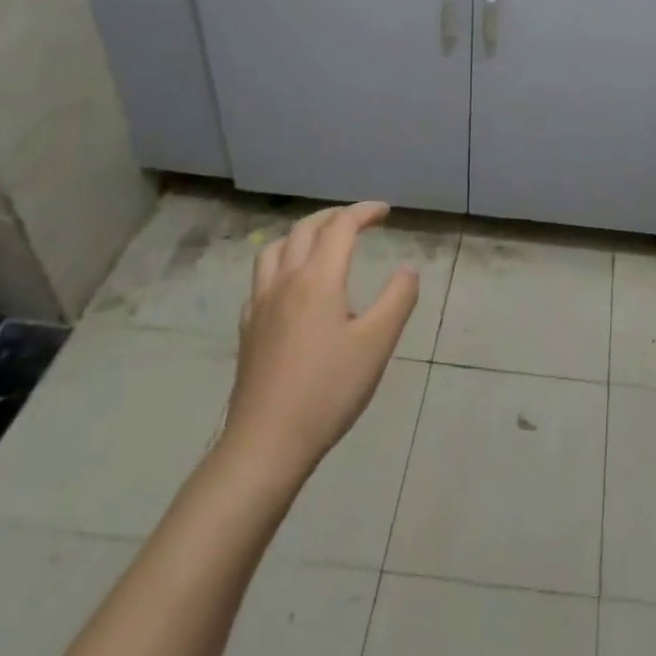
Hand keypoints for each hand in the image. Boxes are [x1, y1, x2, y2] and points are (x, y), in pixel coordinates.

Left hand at [217, 201, 418, 487]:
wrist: (265, 444)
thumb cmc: (328, 391)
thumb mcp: (377, 343)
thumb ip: (398, 298)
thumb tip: (408, 269)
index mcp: (317, 279)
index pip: (341, 227)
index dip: (364, 212)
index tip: (386, 212)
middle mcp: (285, 281)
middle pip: (304, 229)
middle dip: (333, 216)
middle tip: (358, 220)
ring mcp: (260, 305)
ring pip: (275, 249)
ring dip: (302, 234)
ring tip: (321, 241)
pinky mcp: (247, 330)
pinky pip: (261, 279)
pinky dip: (280, 263)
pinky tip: (290, 285)